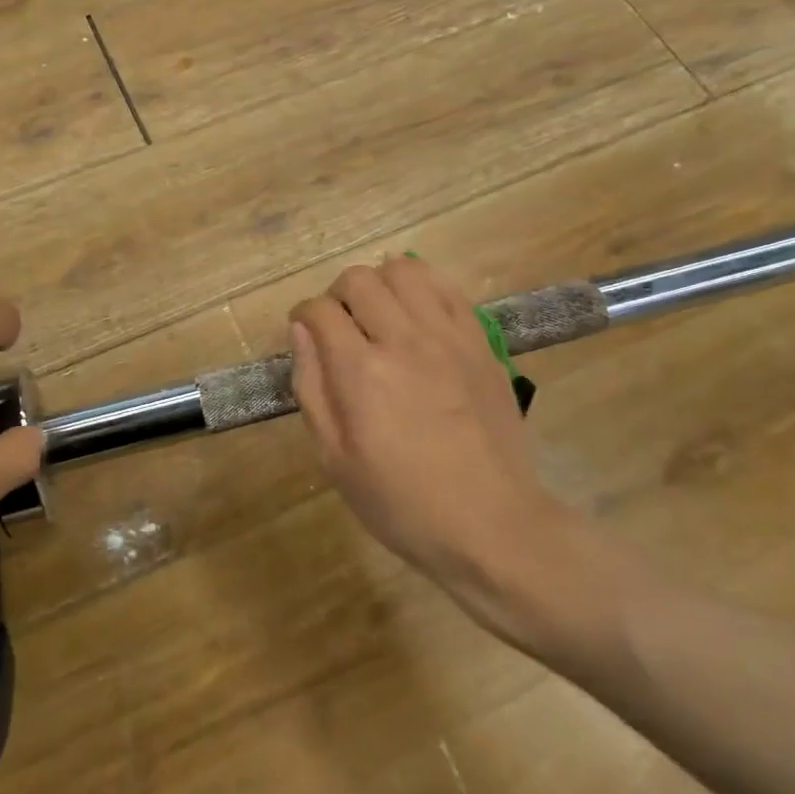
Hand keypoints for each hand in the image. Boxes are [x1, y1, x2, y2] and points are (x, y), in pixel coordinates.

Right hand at [288, 257, 605, 655]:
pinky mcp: (481, 342)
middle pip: (358, 280)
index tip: (305, 332)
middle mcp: (403, 340)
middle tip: (340, 326)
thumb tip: (301, 332)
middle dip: (336, 295)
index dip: (303, 316)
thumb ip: (312, 387)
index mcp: (361, 372)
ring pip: (404, 270)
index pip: (319, 311)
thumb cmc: (403, 502)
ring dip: (380, 282)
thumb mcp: (336, 459)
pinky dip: (422, 287)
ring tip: (379, 314)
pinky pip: (447, 288)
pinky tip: (416, 315)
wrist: (493, 524)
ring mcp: (448, 337)